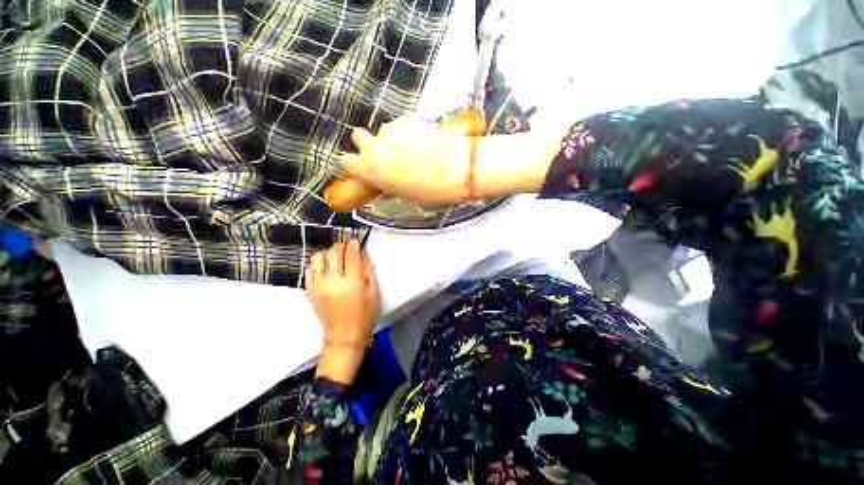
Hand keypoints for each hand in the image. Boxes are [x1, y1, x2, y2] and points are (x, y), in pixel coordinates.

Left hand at [306, 239, 378, 346]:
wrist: (344, 336)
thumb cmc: (364, 315)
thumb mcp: (372, 293)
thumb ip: (368, 273)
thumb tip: (363, 257)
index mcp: (352, 281)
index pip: (351, 255)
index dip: (353, 245)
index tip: (355, 241)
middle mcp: (333, 280)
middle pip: (334, 253)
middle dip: (341, 246)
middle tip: (346, 247)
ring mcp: (319, 286)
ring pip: (317, 258)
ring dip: (326, 254)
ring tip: (333, 257)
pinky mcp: (310, 291)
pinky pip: (309, 271)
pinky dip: (316, 265)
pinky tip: (323, 267)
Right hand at [340, 114, 471, 203]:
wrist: (454, 169)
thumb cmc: (429, 191)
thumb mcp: (402, 195)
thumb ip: (386, 182)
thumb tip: (385, 178)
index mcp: (368, 169)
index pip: (345, 161)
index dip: (354, 164)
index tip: (363, 167)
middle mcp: (373, 146)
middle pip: (358, 136)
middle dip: (368, 144)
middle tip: (385, 154)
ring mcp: (390, 129)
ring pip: (383, 131)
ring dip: (391, 138)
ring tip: (411, 149)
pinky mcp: (407, 118)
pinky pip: (401, 124)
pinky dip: (408, 130)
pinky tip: (422, 140)